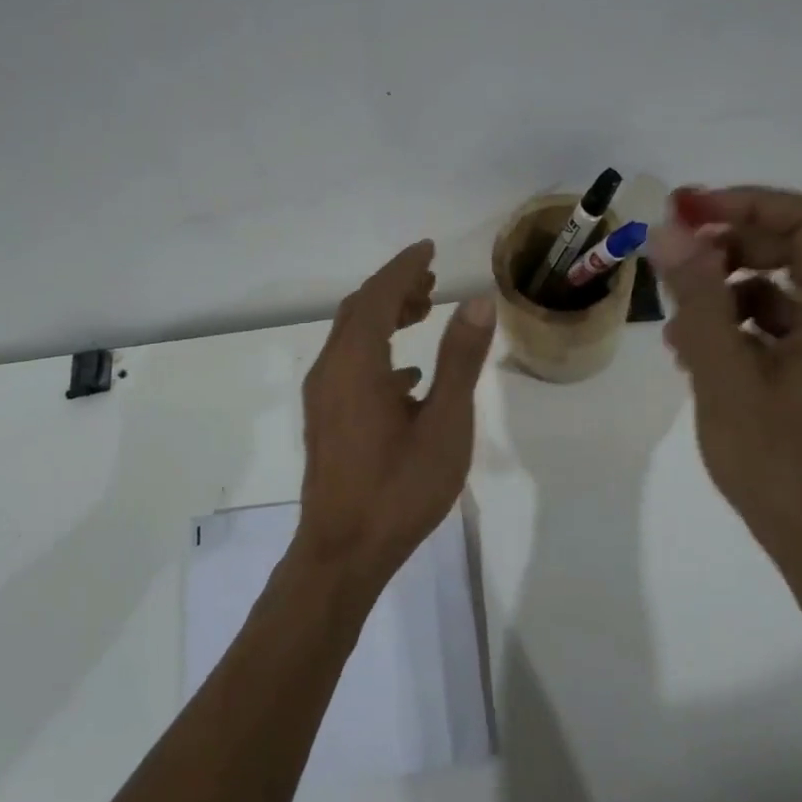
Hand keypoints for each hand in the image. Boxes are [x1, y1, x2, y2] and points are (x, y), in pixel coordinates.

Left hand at [298, 241, 496, 591]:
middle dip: (394, 287)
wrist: (343, 553)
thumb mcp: (445, 424)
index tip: (429, 248)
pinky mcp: (326, 419)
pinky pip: (351, 366)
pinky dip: (379, 352)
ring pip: (352, 337)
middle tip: (433, 280)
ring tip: (424, 312)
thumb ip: (460, 359)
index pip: (377, 295)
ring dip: (385, 316)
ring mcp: (323, 397)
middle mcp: (331, 370)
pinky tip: (410, 376)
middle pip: (359, 310)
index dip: (404, 267)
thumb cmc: (400, 488)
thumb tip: (478, 301)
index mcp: (357, 364)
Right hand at [650, 187, 801, 579]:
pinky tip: (695, 354)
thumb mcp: (725, 375)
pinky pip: (781, 327)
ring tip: (675, 323)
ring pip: (783, 289)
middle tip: (673, 255)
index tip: (686, 210)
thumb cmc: (778, 464)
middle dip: (731, 245)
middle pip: (797, 249)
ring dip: (727, 291)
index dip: (746, 203)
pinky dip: (738, 327)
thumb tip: (670, 230)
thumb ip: (698, 298)